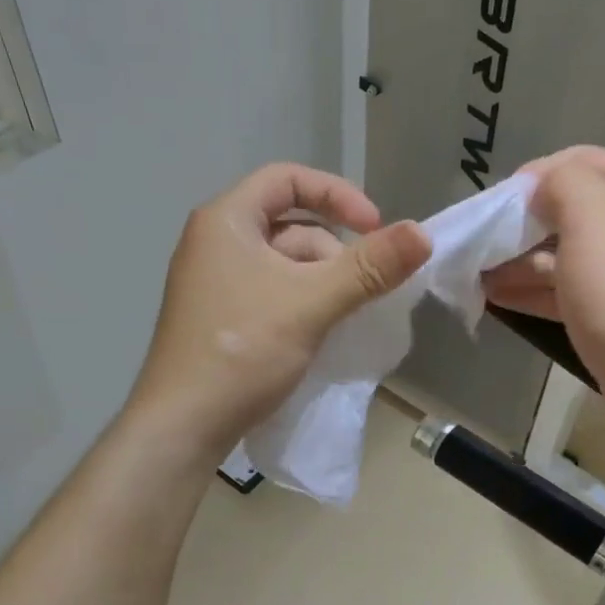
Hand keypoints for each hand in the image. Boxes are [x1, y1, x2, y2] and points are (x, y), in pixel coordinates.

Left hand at [129, 163, 431, 456]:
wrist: (181, 426)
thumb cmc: (242, 350)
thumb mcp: (312, 303)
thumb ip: (369, 267)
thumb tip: (423, 234)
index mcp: (225, 220)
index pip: (287, 179)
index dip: (338, 195)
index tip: (374, 228)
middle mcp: (214, 243)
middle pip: (289, 224)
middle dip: (333, 251)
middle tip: (362, 287)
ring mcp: (213, 283)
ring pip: (282, 264)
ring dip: (320, 281)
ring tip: (343, 316)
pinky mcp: (218, 318)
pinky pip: (270, 293)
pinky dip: (301, 302)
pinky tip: (319, 332)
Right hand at [483, 146, 604, 444]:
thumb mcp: (593, 219)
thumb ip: (562, 183)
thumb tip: (537, 186)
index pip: (578, 161)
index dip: (534, 175)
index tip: (497, 202)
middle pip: (564, 210)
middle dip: (518, 223)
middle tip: (478, 241)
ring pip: (557, 254)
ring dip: (515, 260)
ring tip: (473, 273)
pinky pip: (559, 292)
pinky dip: (527, 291)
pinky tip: (493, 299)